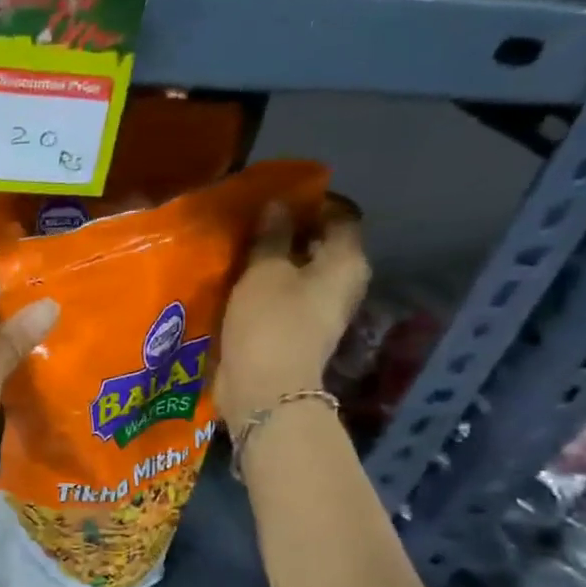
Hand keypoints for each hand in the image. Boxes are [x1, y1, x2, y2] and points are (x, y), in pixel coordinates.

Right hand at [214, 198, 368, 426]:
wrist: (265, 388)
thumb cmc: (270, 322)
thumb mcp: (265, 271)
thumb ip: (272, 236)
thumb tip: (278, 206)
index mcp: (346, 261)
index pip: (340, 216)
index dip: (312, 202)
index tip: (276, 198)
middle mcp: (342, 284)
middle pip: (320, 245)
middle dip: (290, 232)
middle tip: (252, 222)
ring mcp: (321, 311)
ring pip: (300, 273)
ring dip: (275, 262)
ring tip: (240, 251)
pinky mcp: (297, 331)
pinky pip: (285, 298)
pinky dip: (267, 288)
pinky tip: (239, 283)